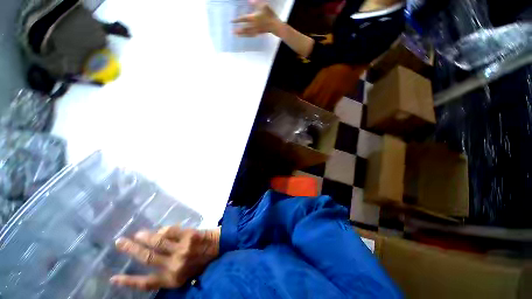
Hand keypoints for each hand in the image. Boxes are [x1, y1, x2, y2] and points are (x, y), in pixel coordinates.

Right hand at [110, 226, 220, 290]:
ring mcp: (182, 249)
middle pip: (147, 258)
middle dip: (131, 250)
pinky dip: (164, 230)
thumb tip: (150, 257)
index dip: (128, 281)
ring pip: (157, 242)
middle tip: (119, 242)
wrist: (218, 247)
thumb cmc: (200, 262)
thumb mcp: (184, 274)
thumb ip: (168, 270)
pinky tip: (159, 229)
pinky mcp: (189, 235)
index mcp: (173, 279)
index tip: (113, 278)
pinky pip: (171, 231)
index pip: (146, 283)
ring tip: (136, 234)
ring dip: (145, 237)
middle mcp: (175, 265)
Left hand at [233, 1, 281, 36]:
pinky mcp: (258, 33)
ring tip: (237, 35)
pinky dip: (248, 35)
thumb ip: (255, 3)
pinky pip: (252, 35)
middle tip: (232, 32)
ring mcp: (255, 30)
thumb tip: (249, 1)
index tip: (231, 21)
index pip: (243, 19)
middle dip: (238, 30)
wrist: (274, 25)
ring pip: (247, 33)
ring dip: (242, 34)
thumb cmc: (269, 15)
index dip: (237, 20)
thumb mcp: (263, 6)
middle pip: (244, 28)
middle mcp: (253, 26)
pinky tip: (246, 36)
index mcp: (253, 18)